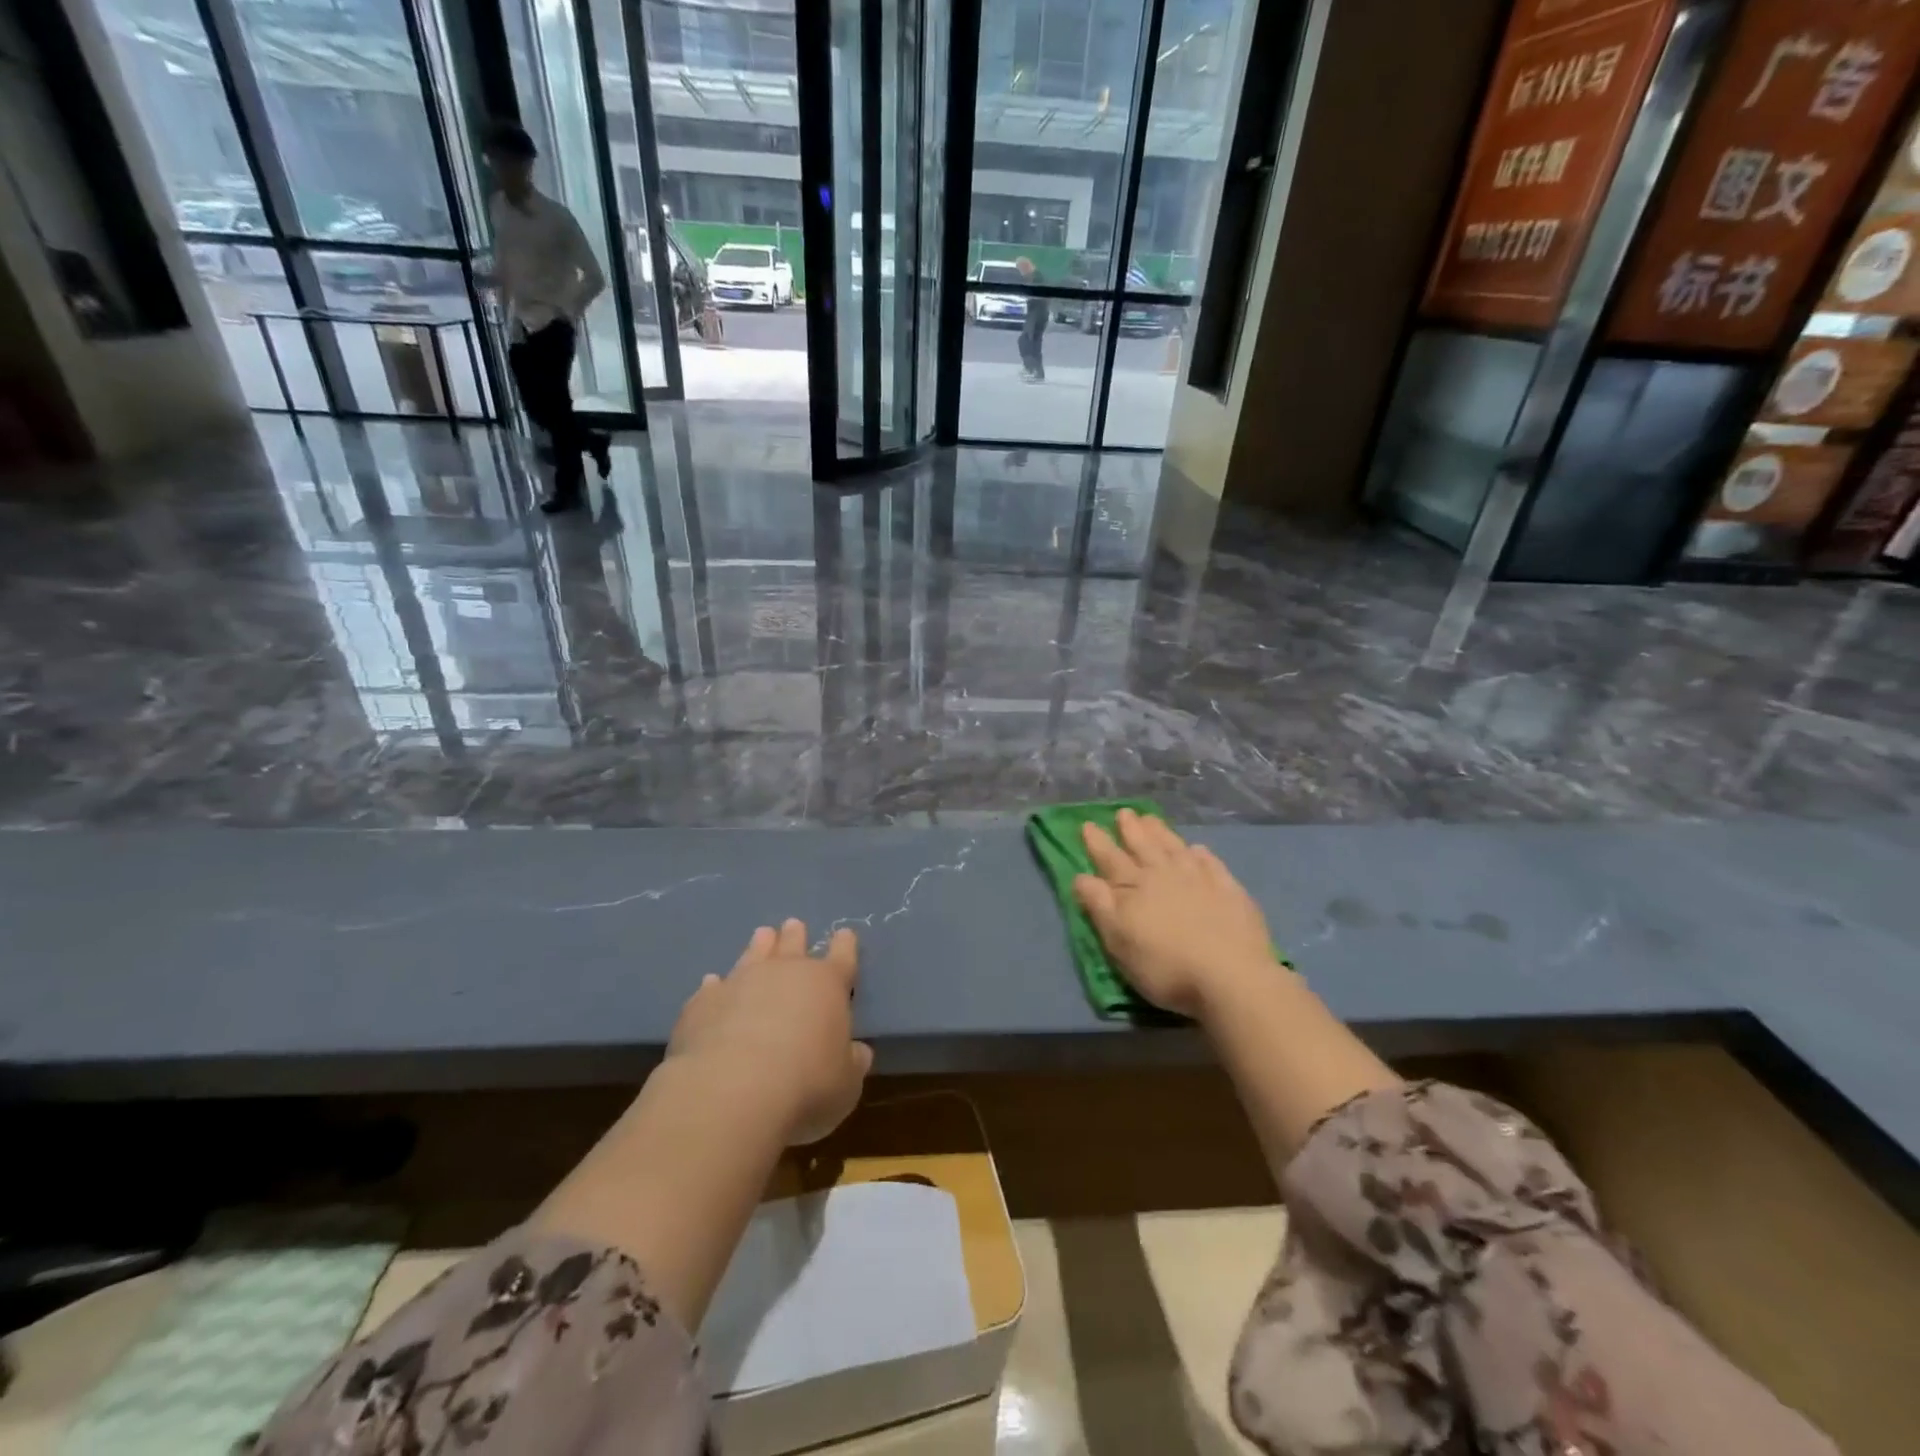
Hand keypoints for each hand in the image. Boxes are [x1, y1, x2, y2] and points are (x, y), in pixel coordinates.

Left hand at [667, 919, 871, 1144]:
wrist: (733, 1089)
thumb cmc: (806, 1085)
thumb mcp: (845, 1084)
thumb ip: (851, 1063)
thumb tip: (858, 1052)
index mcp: (827, 984)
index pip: (842, 956)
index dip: (845, 945)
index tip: (845, 934)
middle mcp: (784, 973)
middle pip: (793, 944)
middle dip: (795, 935)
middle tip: (794, 925)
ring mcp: (740, 982)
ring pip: (753, 954)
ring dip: (759, 946)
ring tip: (762, 935)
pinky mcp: (703, 1003)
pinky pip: (712, 987)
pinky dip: (715, 986)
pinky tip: (711, 983)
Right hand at [1074, 810, 1277, 1019]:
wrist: (1231, 977)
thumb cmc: (1165, 966)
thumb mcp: (1119, 942)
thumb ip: (1100, 906)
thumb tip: (1081, 876)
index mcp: (1134, 888)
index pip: (1110, 859)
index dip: (1097, 842)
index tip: (1088, 824)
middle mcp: (1164, 875)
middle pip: (1144, 846)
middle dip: (1131, 829)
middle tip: (1124, 813)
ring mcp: (1200, 879)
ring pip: (1174, 848)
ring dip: (1161, 833)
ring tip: (1151, 819)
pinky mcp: (1229, 890)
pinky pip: (1211, 863)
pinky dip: (1200, 854)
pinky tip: (1197, 849)